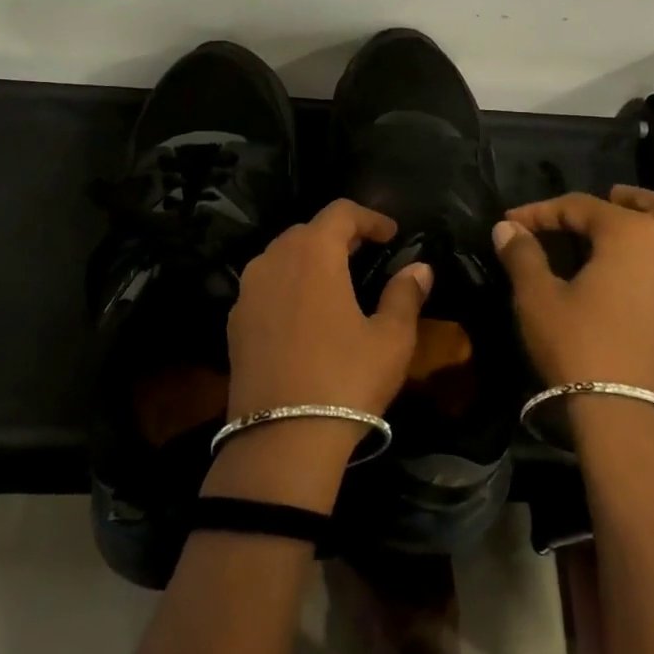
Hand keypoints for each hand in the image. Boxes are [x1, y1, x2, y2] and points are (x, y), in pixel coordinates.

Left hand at [226, 199, 433, 422]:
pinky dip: (288, 284)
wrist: (280, 440)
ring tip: (336, 280)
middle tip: (367, 254)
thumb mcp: (390, 339)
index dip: (370, 217)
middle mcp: (273, 260)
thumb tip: (419, 268)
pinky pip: (265, 285)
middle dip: (339, 235)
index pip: (340, 212)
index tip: (392, 234)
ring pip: (281, 256)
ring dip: (310, 258)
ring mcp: (247, 291)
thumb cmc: (345, 380)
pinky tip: (305, 313)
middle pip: (307, 230)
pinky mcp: (235, 322)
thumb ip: (405, 295)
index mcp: (312, 254)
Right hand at [492, 186, 653, 402]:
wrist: (629, 414)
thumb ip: (523, 255)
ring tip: (626, 238)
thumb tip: (507, 227)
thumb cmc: (579, 344)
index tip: (512, 221)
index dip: (543, 211)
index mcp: (632, 234)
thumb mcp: (538, 297)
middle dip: (628, 199)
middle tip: (605, 200)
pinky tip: (639, 283)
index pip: (582, 206)